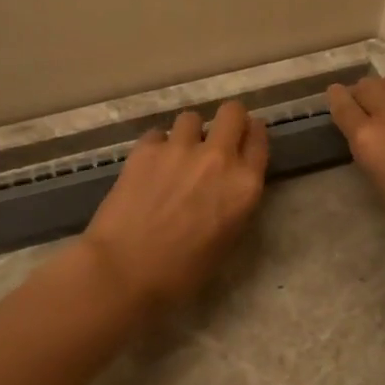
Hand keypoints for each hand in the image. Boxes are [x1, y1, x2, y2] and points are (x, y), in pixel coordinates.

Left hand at [80, 101, 268, 311]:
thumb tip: (227, 186)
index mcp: (244, 185)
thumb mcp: (227, 240)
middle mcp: (218, 157)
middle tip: (216, 139)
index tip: (244, 140)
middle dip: (227, 120)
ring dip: (189, 134)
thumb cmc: (182, 272)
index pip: (258, 139)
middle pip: (232, 112)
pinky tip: (149, 167)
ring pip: (191, 118)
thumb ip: (234, 202)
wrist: (125, 270)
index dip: (252, 135)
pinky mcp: (146, 149)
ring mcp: (180, 148)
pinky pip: (157, 134)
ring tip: (177, 156)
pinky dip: (157, 147)